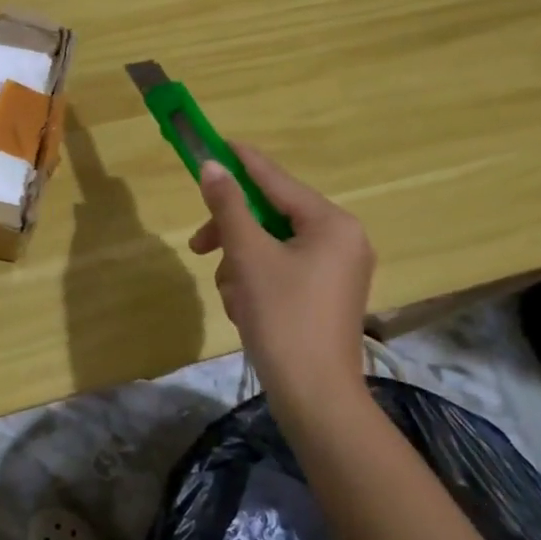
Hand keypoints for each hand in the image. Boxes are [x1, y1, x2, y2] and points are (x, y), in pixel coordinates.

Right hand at [188, 146, 376, 402]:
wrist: (314, 397)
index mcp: (332, 223)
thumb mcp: (248, 257)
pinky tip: (245, 310)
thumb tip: (211, 166)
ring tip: (234, 297)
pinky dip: (256, 283)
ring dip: (241, 265)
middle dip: (233, 235)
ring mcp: (336, 269)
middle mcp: (341, 239)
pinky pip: (281, 270)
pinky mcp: (325, 294)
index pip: (276, 180)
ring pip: (270, 246)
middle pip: (271, 216)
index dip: (241, 162)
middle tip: (199, 246)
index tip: (213, 143)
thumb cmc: (283, 318)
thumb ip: (228, 207)